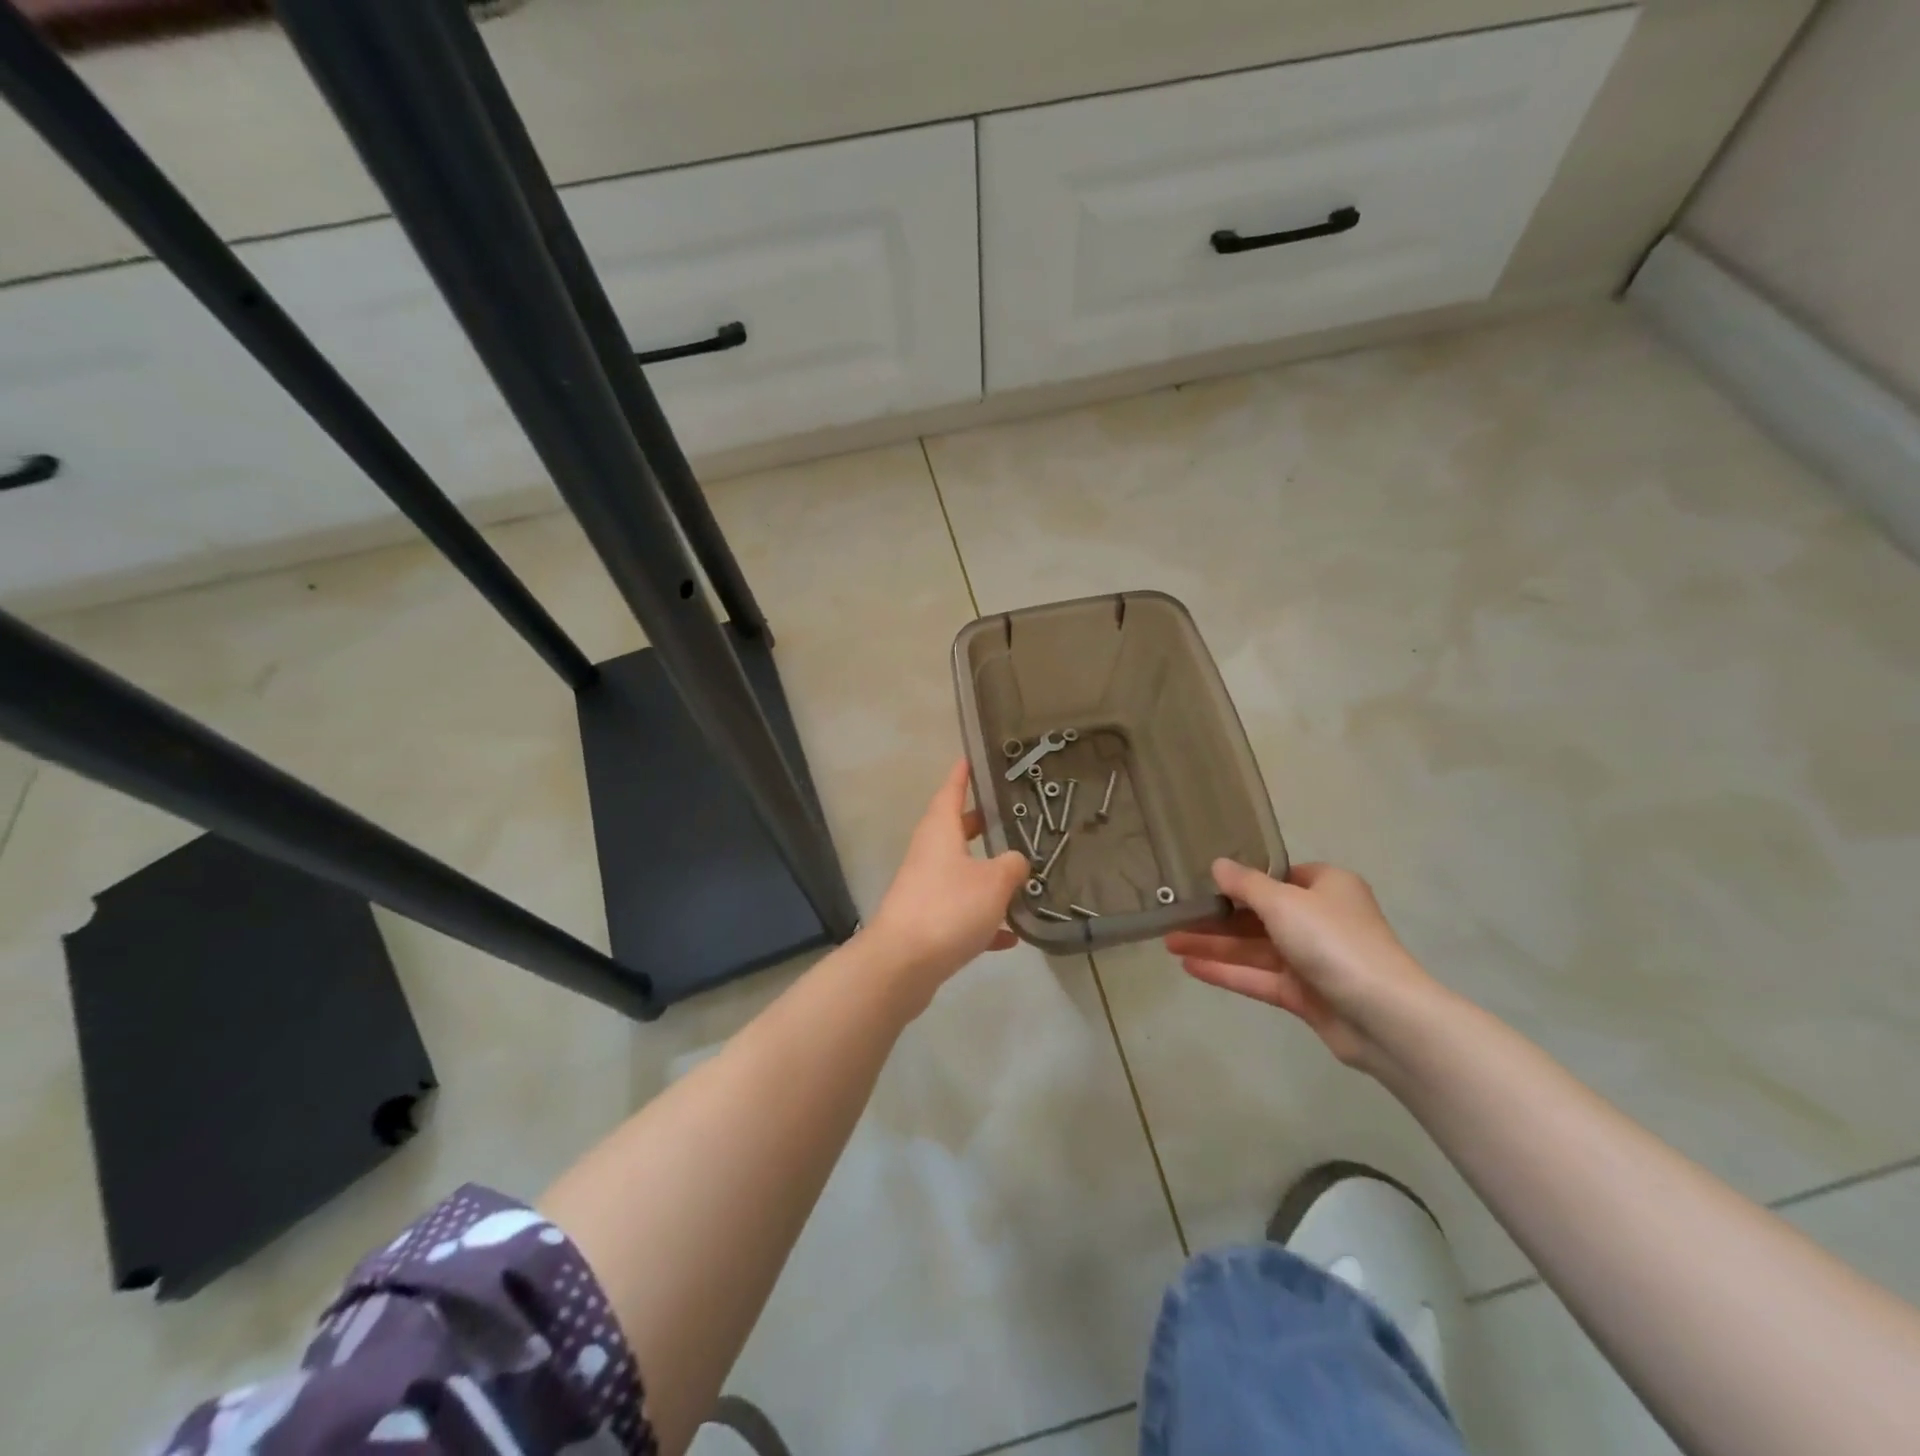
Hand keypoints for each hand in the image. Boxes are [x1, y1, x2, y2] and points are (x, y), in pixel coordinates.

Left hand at [862, 758, 1030, 1008]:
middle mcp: (929, 854)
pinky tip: (1012, 936)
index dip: (963, 774)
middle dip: (980, 823)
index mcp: (940, 832)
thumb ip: (1012, 865)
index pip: (951, 790)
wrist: (902, 965)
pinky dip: (984, 919)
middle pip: (955, 830)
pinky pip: (961, 912)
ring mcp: (925, 889)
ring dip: (986, 874)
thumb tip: (1016, 860)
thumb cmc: (948, 908)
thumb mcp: (993, 881)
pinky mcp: (927, 923)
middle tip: (1009, 815)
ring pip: (960, 872)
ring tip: (1020, 876)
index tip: (972, 757)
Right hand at [1164, 859, 1443, 1072]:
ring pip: (1254, 948)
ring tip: (1168, 941)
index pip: (1280, 876)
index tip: (1206, 880)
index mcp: (1327, 887)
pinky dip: (1226, 971)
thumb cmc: (1333, 940)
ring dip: (1213, 944)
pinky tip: (1189, 967)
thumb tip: (1217, 864)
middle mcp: (1320, 919)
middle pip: (1259, 914)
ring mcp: (1312, 959)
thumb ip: (1246, 885)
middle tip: (1175, 914)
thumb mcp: (1284, 902)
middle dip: (1217, 916)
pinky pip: (1258, 977)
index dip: (1244, 878)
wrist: (1382, 1015)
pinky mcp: (1304, 995)